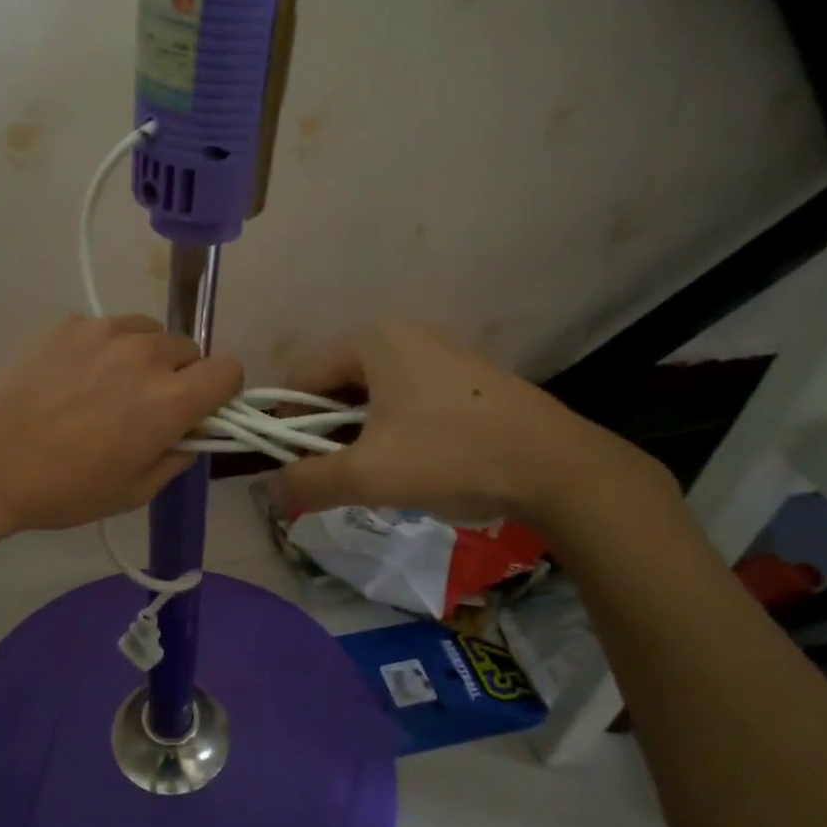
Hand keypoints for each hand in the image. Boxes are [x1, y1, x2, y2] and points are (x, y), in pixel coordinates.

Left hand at [0, 314, 242, 537]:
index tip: (201, 409)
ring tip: (107, 386)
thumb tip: (191, 435)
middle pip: (189, 349)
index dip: (222, 390)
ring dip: (144, 356)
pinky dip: (102, 349)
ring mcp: (104, 331)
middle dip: (179, 375)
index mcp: (170, 399)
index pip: (229, 369)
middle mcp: (145, 353)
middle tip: (146, 404)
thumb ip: (176, 458)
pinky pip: (105, 329)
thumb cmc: (63, 488)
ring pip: (148, 332)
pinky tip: (70, 378)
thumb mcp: (133, 492)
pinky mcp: (68, 323)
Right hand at [269, 322, 664, 532]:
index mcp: (372, 340)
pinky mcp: (467, 380)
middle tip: (335, 476)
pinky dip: (395, 432)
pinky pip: (408, 402)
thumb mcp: (369, 475)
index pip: (302, 378)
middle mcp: (403, 335)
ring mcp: (440, 354)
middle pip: (337, 387)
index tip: (291, 466)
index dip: (286, 423)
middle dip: (327, 433)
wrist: (556, 467)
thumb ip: (308, 482)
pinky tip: (415, 466)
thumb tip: (269, 491)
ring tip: (376, 476)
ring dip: (361, 436)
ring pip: (373, 398)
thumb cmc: (450, 455)